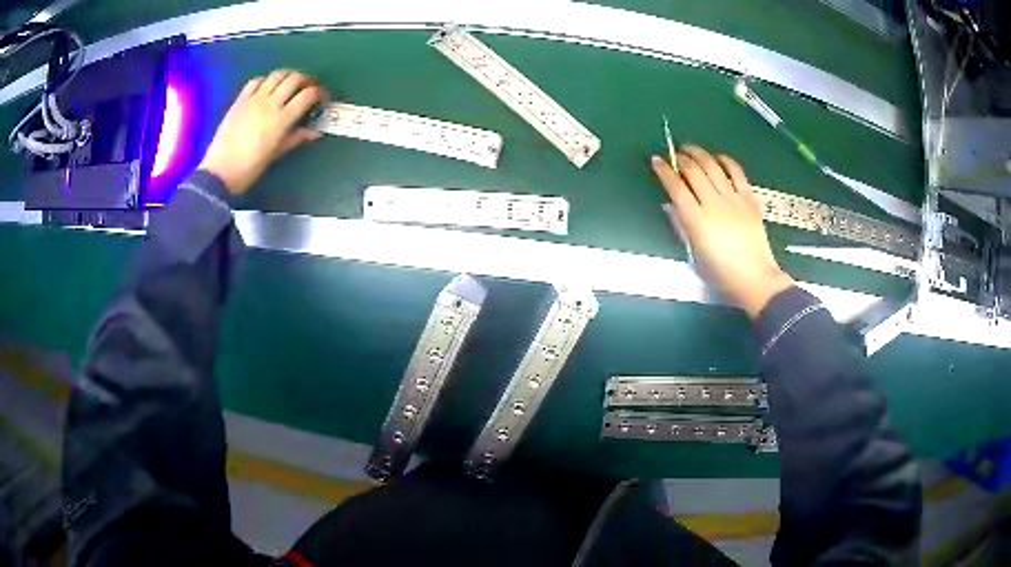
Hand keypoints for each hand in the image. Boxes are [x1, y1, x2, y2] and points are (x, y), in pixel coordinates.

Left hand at [198, 70, 327, 194]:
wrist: (220, 172)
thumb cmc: (251, 167)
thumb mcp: (276, 153)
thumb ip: (296, 138)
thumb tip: (315, 132)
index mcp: (281, 119)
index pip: (307, 95)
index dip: (319, 92)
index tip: (323, 97)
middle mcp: (270, 103)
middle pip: (294, 78)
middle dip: (307, 80)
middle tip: (309, 87)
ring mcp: (254, 99)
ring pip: (277, 75)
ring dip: (288, 76)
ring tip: (290, 84)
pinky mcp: (240, 99)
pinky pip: (256, 80)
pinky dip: (266, 80)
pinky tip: (267, 88)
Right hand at [652, 145, 792, 318]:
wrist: (754, 279)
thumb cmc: (720, 273)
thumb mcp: (694, 253)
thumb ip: (681, 226)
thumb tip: (671, 205)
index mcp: (696, 220)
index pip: (675, 187)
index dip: (664, 171)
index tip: (656, 161)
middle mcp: (713, 203)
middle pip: (693, 171)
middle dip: (680, 158)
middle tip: (674, 153)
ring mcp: (733, 199)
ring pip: (713, 166)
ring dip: (699, 154)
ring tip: (691, 149)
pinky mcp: (749, 199)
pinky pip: (736, 172)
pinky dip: (725, 161)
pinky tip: (718, 157)